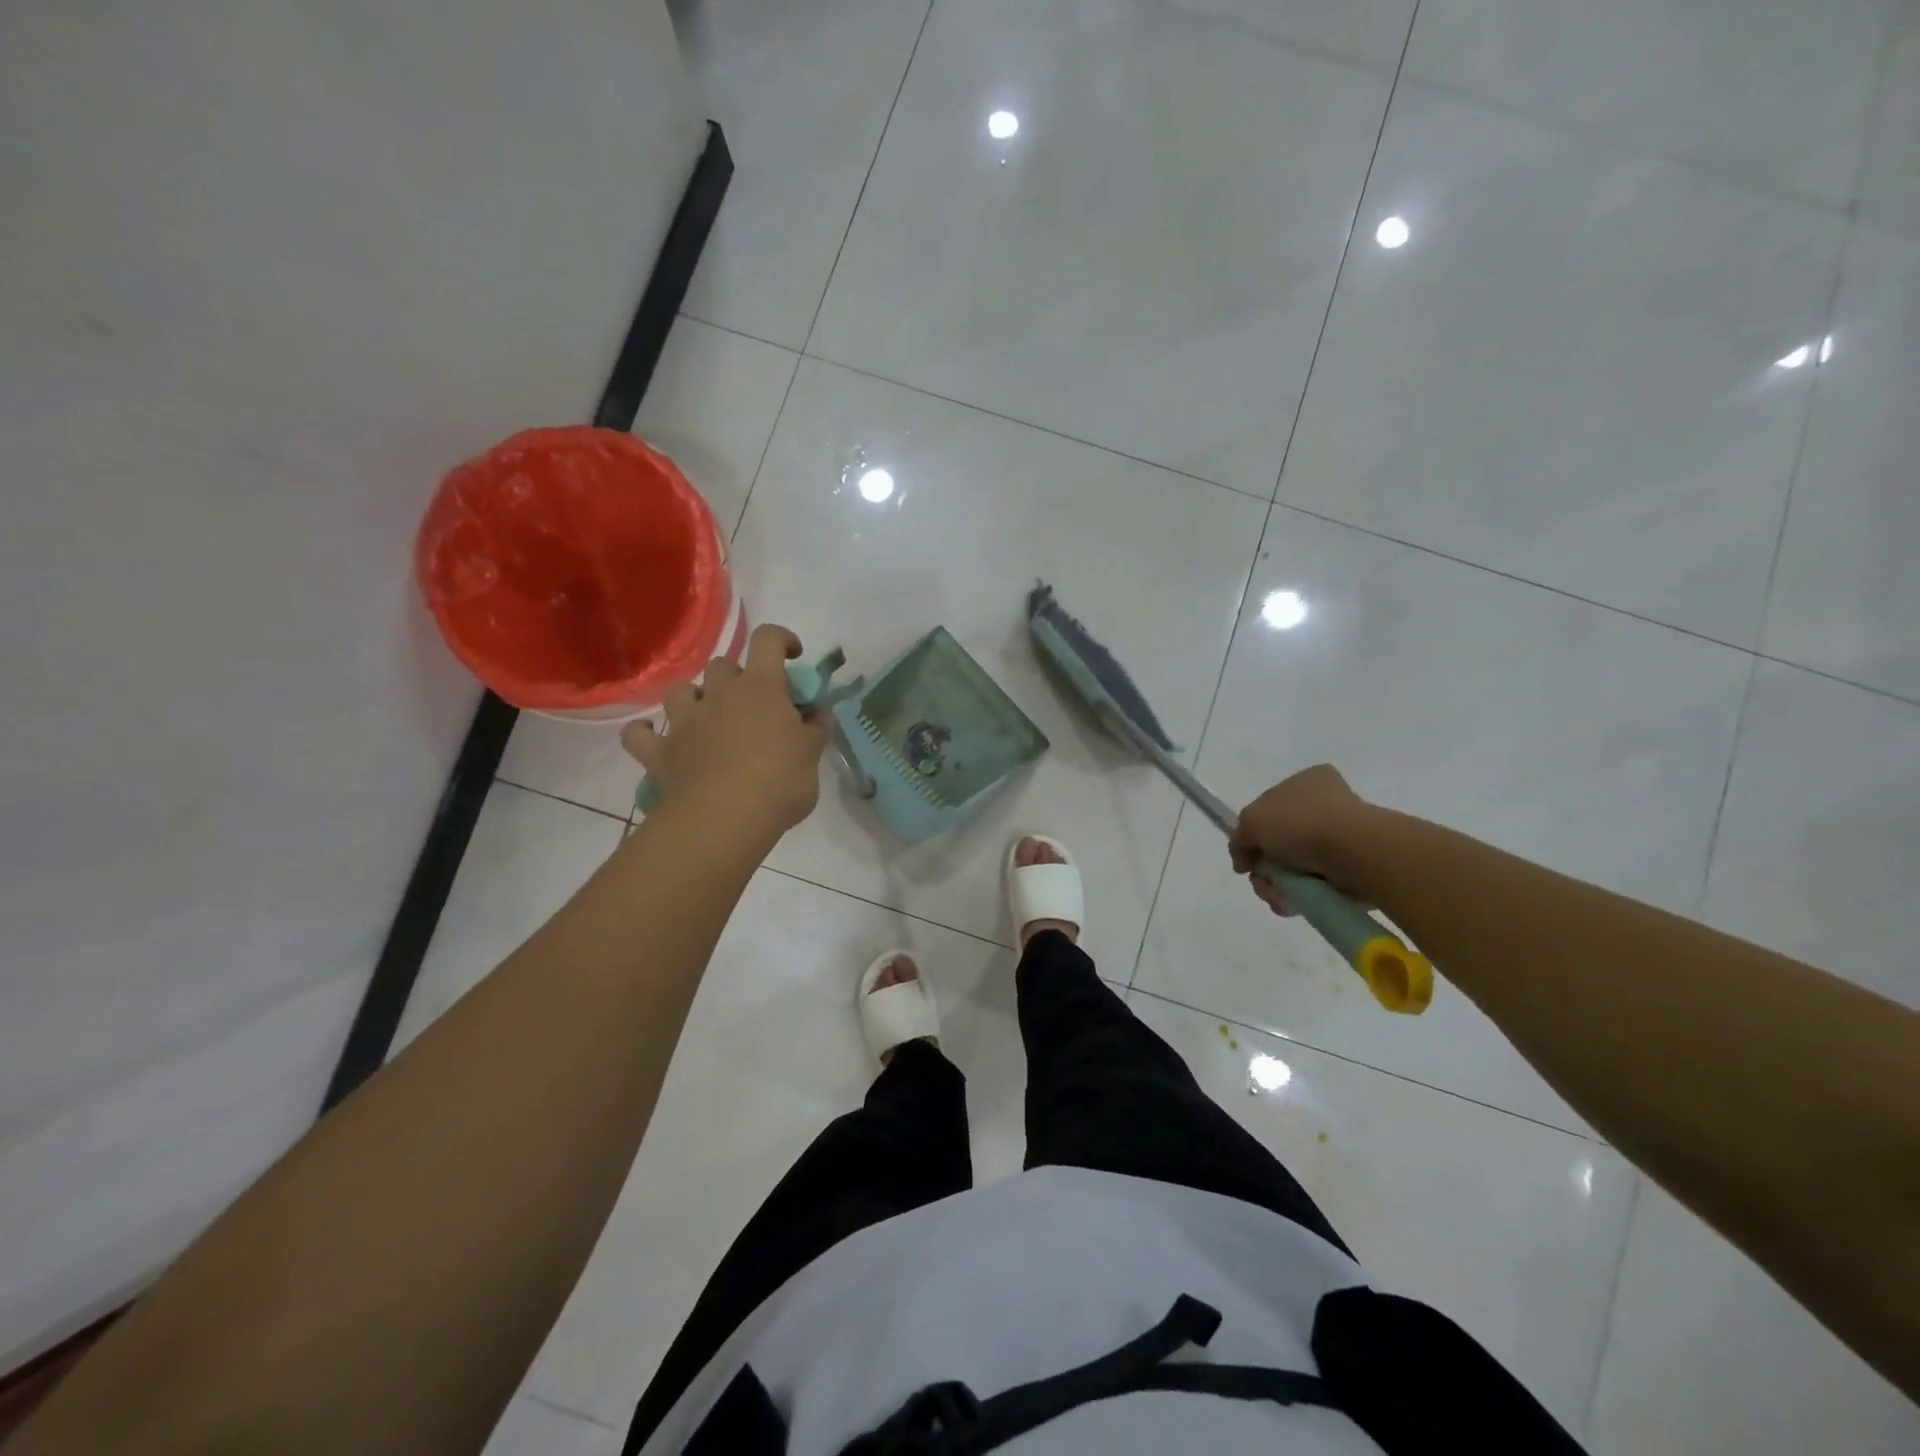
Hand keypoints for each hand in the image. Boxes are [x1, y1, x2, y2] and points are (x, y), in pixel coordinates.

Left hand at [621, 624, 831, 837]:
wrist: (725, 819)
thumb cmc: (779, 782)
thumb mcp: (812, 755)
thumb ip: (816, 729)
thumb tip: (818, 713)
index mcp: (761, 688)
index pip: (768, 640)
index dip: (782, 640)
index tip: (793, 656)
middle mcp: (719, 694)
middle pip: (722, 665)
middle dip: (737, 677)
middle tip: (752, 705)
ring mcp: (684, 722)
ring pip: (681, 691)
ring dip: (694, 699)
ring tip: (707, 720)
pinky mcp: (660, 752)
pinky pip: (639, 735)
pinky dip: (646, 734)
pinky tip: (656, 739)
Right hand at [1228, 764, 1373, 915]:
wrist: (1354, 852)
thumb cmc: (1300, 823)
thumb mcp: (1251, 820)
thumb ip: (1239, 838)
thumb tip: (1243, 861)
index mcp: (1307, 781)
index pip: (1271, 805)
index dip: (1254, 831)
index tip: (1248, 852)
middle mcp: (1327, 804)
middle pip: (1280, 841)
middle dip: (1265, 865)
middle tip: (1262, 879)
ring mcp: (1343, 837)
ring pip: (1295, 866)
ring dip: (1278, 885)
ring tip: (1278, 896)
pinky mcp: (1354, 867)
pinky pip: (1316, 883)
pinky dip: (1300, 896)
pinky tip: (1293, 902)